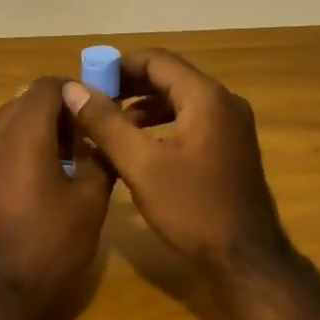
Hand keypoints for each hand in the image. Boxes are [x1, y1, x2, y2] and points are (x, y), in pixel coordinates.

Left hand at [0, 77, 114, 319]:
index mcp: (22, 133)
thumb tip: (105, 133)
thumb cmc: (49, 246)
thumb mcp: (90, 201)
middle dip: (61, 109)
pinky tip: (50, 174)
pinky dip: (25, 144)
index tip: (102, 109)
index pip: (48, 85)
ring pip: (13, 120)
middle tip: (91, 134)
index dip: (78, 90)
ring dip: (42, 127)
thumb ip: (101, 156)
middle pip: (28, 100)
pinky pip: (1, 142)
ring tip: (75, 156)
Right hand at [64, 49, 288, 275]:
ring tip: (109, 126)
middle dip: (128, 87)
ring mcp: (232, 125)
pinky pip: (191, 120)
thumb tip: (73, 89)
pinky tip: (139, 147)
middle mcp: (223, 101)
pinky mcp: (231, 146)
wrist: (246, 259)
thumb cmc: (193, 208)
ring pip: (179, 100)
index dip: (117, 67)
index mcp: (205, 97)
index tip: (87, 85)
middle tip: (93, 105)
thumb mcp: (141, 166)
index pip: (155, 60)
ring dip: (143, 106)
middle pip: (168, 77)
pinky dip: (162, 124)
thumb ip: (105, 123)